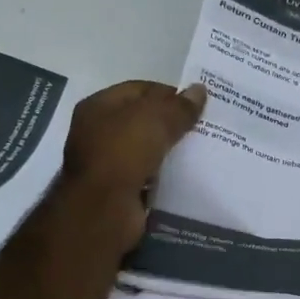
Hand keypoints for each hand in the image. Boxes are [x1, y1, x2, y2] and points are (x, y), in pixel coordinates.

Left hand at [62, 79, 207, 249]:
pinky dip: (165, 176)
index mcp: (98, 106)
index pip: (139, 90)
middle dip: (171, 124)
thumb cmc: (124, 152)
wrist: (104, 208)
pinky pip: (147, 176)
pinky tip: (187, 176)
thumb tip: (200, 90)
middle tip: (202, 128)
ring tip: (201, 152)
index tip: (197, 104)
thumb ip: (180, 106)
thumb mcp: (156, 119)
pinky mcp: (118, 190)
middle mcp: (96, 132)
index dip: (168, 94)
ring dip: (169, 151)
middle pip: (142, 120)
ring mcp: (106, 163)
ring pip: (146, 150)